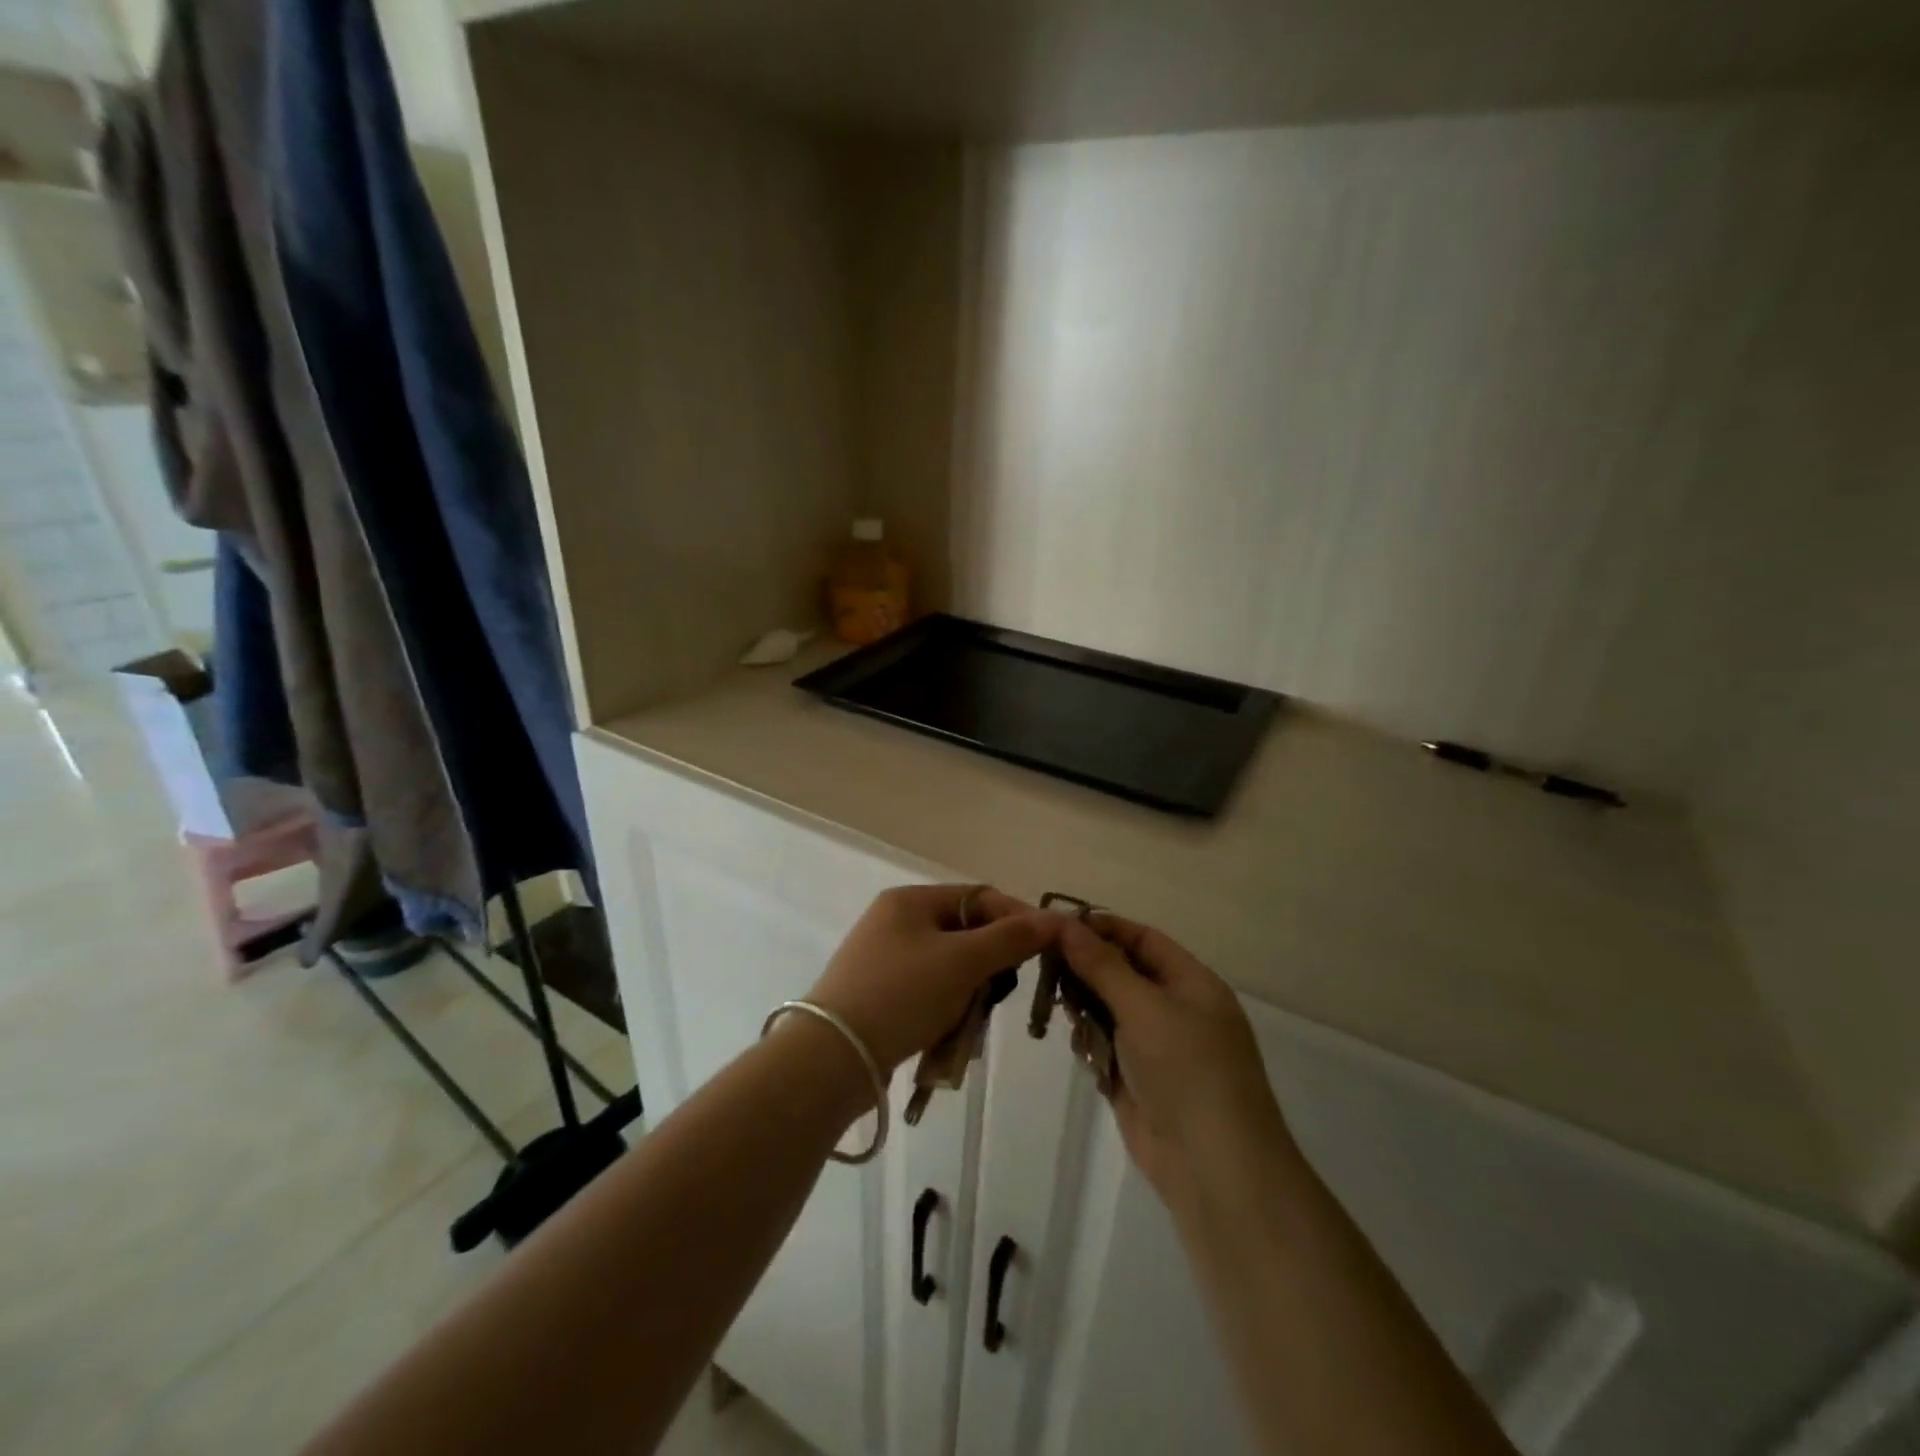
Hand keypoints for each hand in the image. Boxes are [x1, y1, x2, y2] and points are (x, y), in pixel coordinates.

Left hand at [807, 885, 1059, 1075]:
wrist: (833, 1056)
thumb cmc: (903, 994)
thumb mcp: (962, 962)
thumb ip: (1010, 939)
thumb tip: (1054, 920)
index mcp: (910, 900)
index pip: (979, 897)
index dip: (1017, 918)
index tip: (1049, 947)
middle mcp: (895, 921)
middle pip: (964, 932)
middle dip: (990, 963)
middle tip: (1003, 992)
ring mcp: (883, 958)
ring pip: (949, 967)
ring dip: (969, 992)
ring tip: (971, 1022)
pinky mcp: (879, 994)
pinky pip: (928, 992)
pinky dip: (945, 1010)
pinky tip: (948, 1035)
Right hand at [1057, 914, 1295, 1205]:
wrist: (1212, 1166)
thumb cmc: (1186, 1069)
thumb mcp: (1143, 1006)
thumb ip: (1101, 965)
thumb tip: (1063, 923)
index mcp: (1192, 983)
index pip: (1142, 939)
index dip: (1102, 928)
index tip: (1057, 924)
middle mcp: (1175, 1009)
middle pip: (1122, 973)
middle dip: (1086, 969)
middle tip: (1045, 966)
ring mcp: (1156, 1047)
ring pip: (1108, 1010)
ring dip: (1085, 1008)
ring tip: (1060, 1009)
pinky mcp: (1137, 1079)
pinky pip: (1105, 1046)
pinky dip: (1090, 1043)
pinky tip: (1081, 1048)